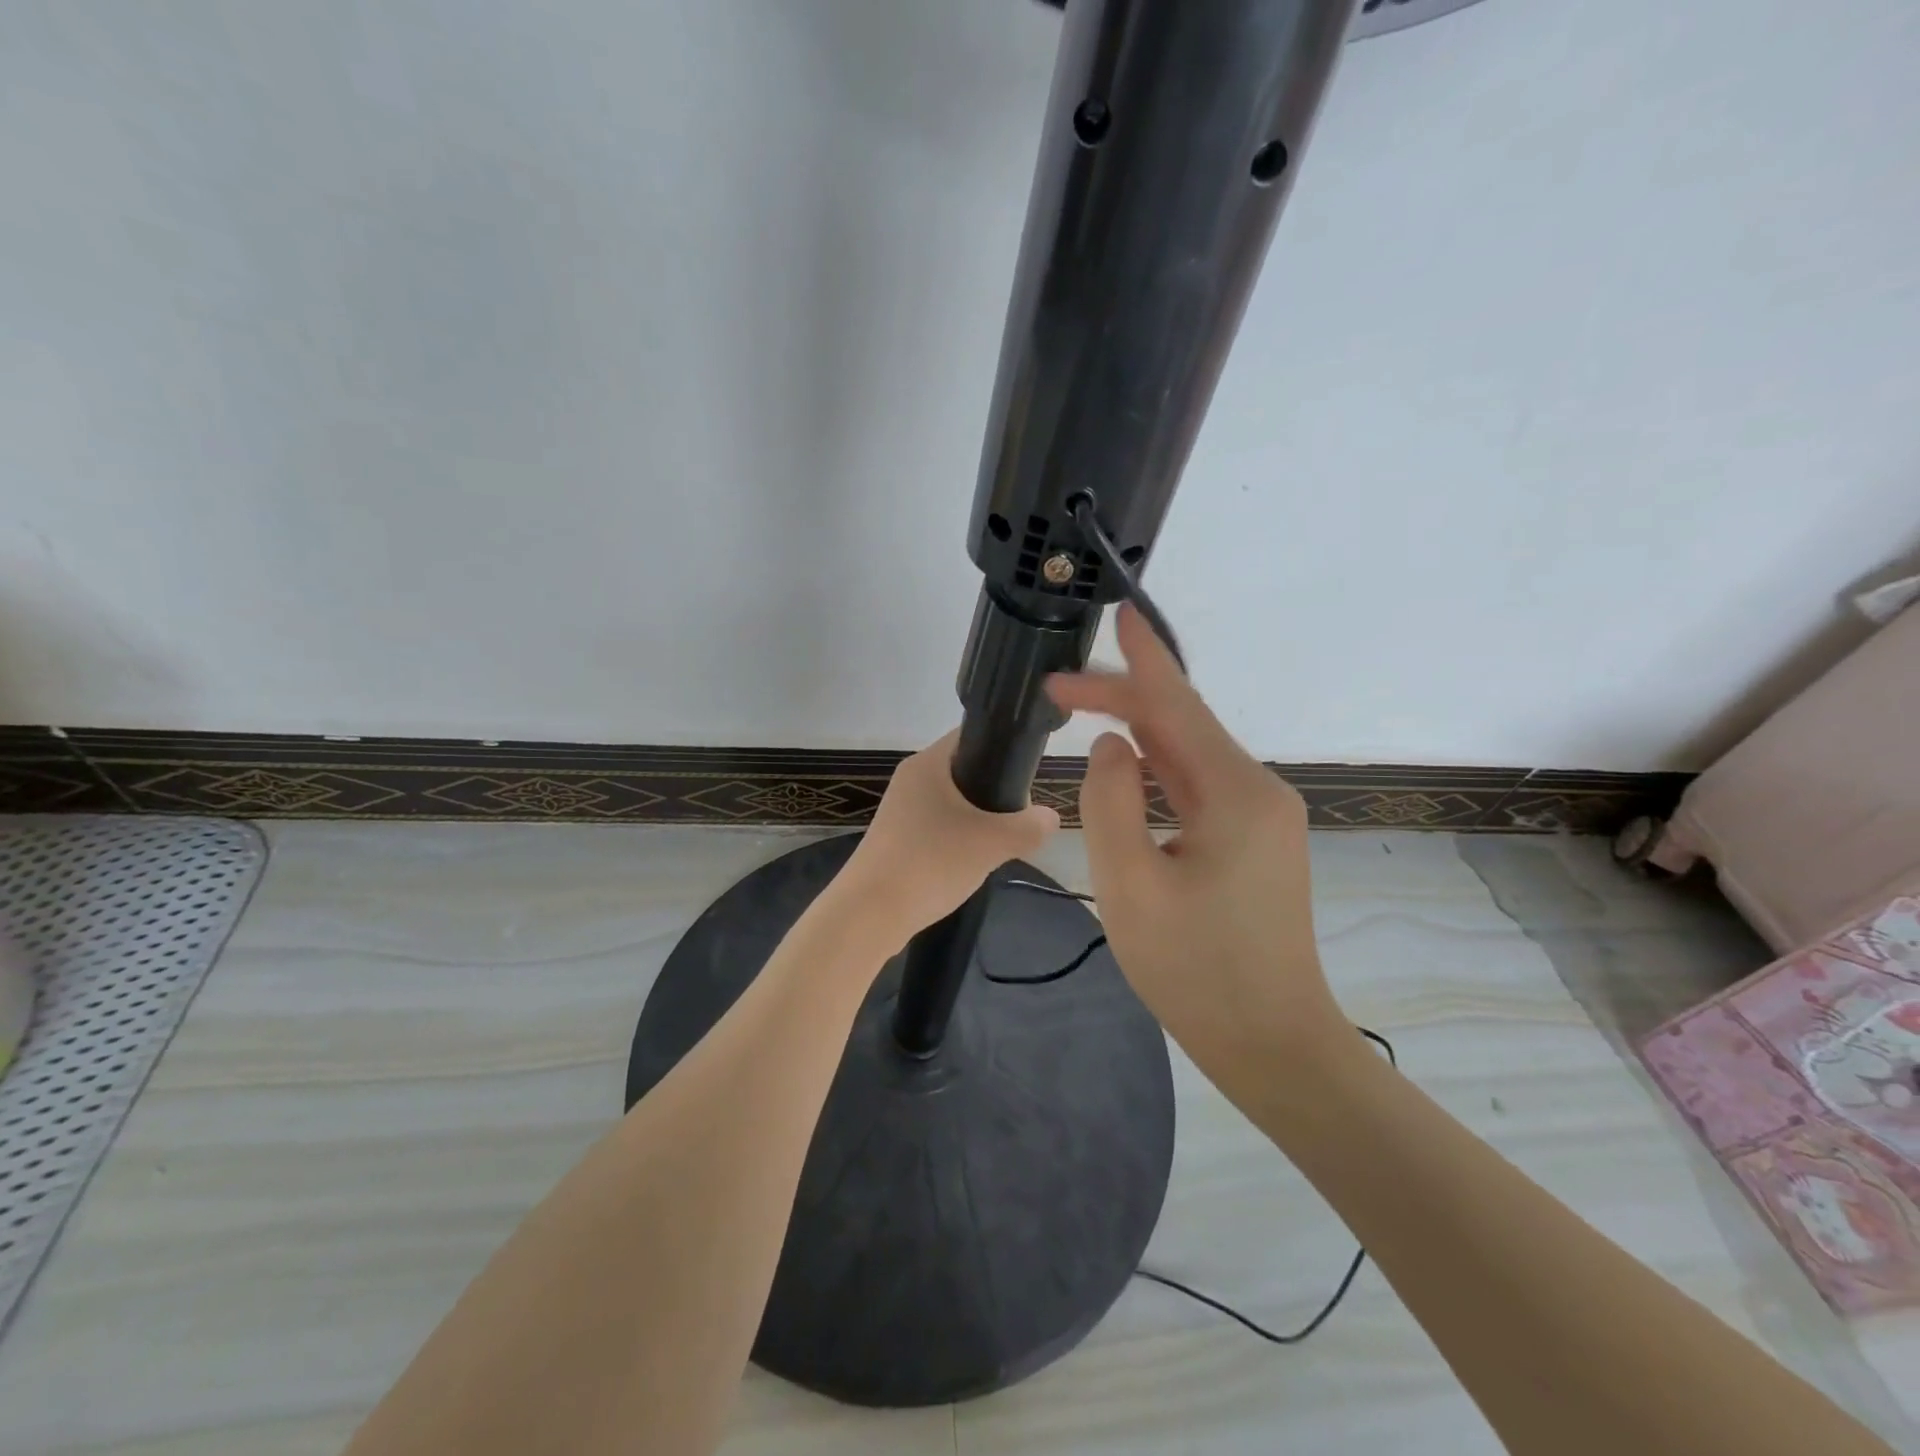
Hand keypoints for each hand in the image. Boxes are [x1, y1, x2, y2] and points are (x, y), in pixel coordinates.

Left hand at [840, 729, 1060, 942]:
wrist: (870, 913)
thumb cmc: (931, 863)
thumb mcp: (992, 843)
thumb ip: (1029, 827)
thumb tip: (1051, 818)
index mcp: (928, 763)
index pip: (972, 736)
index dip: (1003, 748)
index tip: (1028, 774)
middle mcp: (910, 779)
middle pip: (965, 771)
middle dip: (995, 793)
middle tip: (1018, 819)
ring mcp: (900, 810)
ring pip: (953, 804)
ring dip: (978, 821)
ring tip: (998, 844)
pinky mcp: (896, 838)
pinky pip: (938, 828)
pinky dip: (957, 840)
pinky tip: (970, 863)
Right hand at [1045, 605, 1341, 1067]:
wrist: (1273, 1043)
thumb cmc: (1196, 972)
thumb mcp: (1131, 886)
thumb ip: (1110, 803)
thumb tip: (1112, 747)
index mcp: (1236, 794)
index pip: (1177, 707)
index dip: (1141, 661)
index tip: (1117, 613)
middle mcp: (1259, 791)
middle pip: (1183, 726)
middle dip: (1122, 700)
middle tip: (1059, 691)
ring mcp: (1262, 816)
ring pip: (1189, 756)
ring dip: (1137, 734)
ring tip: (1084, 714)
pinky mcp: (1254, 840)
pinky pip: (1198, 786)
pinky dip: (1157, 769)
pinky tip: (1128, 766)